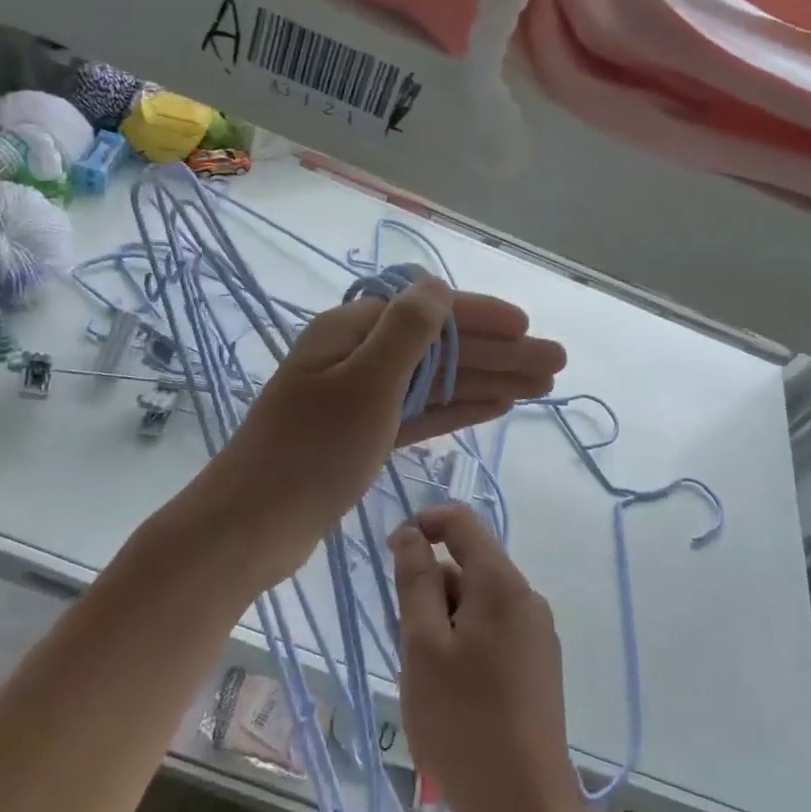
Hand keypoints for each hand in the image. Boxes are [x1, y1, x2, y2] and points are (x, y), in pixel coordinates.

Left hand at [208, 283, 564, 587]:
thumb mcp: (365, 383)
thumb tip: (437, 286)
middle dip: (499, 353)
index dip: (482, 317)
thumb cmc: (311, 450)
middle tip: (556, 364)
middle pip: (441, 348)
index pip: (429, 312)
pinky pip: (422, 413)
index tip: (528, 327)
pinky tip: (497, 405)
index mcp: (352, 331)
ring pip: (438, 382)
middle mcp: (359, 356)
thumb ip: (406, 332)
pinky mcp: (365, 435)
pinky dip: (459, 408)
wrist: (254, 525)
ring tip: (542, 386)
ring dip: (489, 380)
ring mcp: (362, 397)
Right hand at [390, 505, 586, 811]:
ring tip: (429, 679)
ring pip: (478, 603)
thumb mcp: (423, 646)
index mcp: (502, 584)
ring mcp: (537, 635)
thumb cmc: (463, 722)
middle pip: (470, 566)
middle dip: (432, 589)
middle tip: (409, 645)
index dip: (425, 524)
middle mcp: (527, 599)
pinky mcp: (538, 667)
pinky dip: (465, 643)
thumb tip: (412, 534)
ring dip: (445, 622)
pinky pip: (493, 631)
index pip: (463, 523)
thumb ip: (416, 581)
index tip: (391, 553)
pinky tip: (454, 694)